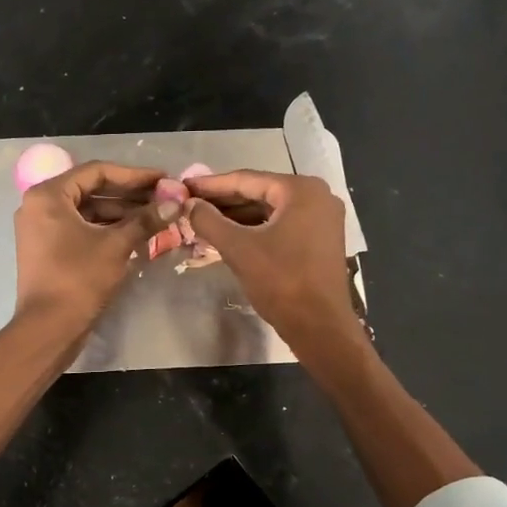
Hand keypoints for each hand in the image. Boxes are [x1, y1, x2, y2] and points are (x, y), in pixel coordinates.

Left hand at [15, 160, 171, 335]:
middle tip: (163, 198)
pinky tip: (136, 234)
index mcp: (48, 195)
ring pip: (88, 211)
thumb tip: (176, 203)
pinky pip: (81, 229)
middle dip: (129, 195)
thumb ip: (145, 220)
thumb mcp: (116, 245)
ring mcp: (41, 229)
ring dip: (121, 213)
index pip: (97, 172)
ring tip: (156, 217)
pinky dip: (107, 229)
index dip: (134, 175)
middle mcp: (39, 206)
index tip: (163, 179)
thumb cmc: (79, 279)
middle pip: (91, 190)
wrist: (49, 328)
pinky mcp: (47, 249)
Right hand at [184, 170, 363, 358]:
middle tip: (190, 204)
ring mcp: (322, 219)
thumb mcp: (239, 249)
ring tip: (203, 220)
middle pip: (260, 193)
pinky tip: (228, 236)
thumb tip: (189, 204)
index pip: (247, 180)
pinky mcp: (319, 240)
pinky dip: (255, 230)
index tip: (185, 185)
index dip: (211, 184)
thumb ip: (210, 221)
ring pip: (269, 211)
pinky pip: (281, 226)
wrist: (320, 326)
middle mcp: (316, 196)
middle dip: (223, 201)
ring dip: (237, 217)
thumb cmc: (281, 281)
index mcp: (301, 190)